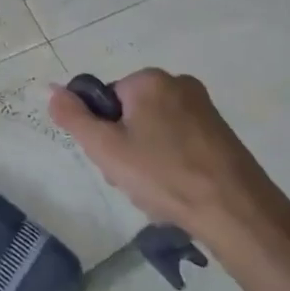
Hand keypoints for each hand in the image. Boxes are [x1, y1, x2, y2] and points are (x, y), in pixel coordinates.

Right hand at [49, 70, 289, 263]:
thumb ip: (74, 117)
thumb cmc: (163, 174)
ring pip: (154, 130)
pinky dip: (171, 162)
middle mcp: (179, 83)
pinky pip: (179, 141)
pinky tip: (177, 189)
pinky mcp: (221, 132)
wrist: (235, 211)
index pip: (105, 99)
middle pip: (130, 113)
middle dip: (124, 145)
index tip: (112, 159)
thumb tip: (54, 90)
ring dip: (146, 157)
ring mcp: (204, 108)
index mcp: (149, 80)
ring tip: (155, 189)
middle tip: (131, 177)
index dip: (102, 131)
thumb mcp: (105, 148)